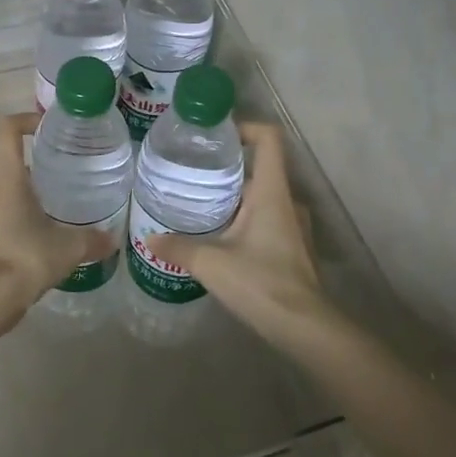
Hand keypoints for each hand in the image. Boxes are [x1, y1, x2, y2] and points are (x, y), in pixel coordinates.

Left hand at [0, 113, 114, 331]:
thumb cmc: (26, 258)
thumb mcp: (68, 247)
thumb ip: (93, 239)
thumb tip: (113, 239)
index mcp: (7, 178)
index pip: (6, 130)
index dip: (26, 120)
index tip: (50, 128)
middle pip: (10, 160)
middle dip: (38, 162)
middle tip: (69, 170)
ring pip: (7, 190)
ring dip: (30, 192)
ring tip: (61, 204)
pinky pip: (2, 214)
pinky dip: (22, 216)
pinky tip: (45, 235)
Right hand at [151, 122, 329, 344]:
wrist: (306, 328)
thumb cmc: (262, 283)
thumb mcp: (211, 263)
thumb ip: (178, 248)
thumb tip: (149, 239)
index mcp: (272, 192)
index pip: (269, 139)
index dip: (245, 127)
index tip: (215, 135)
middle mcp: (286, 201)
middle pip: (260, 167)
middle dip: (228, 165)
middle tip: (193, 170)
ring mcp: (293, 226)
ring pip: (262, 196)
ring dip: (235, 195)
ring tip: (199, 201)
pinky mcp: (293, 248)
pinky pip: (266, 219)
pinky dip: (244, 218)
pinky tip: (219, 236)